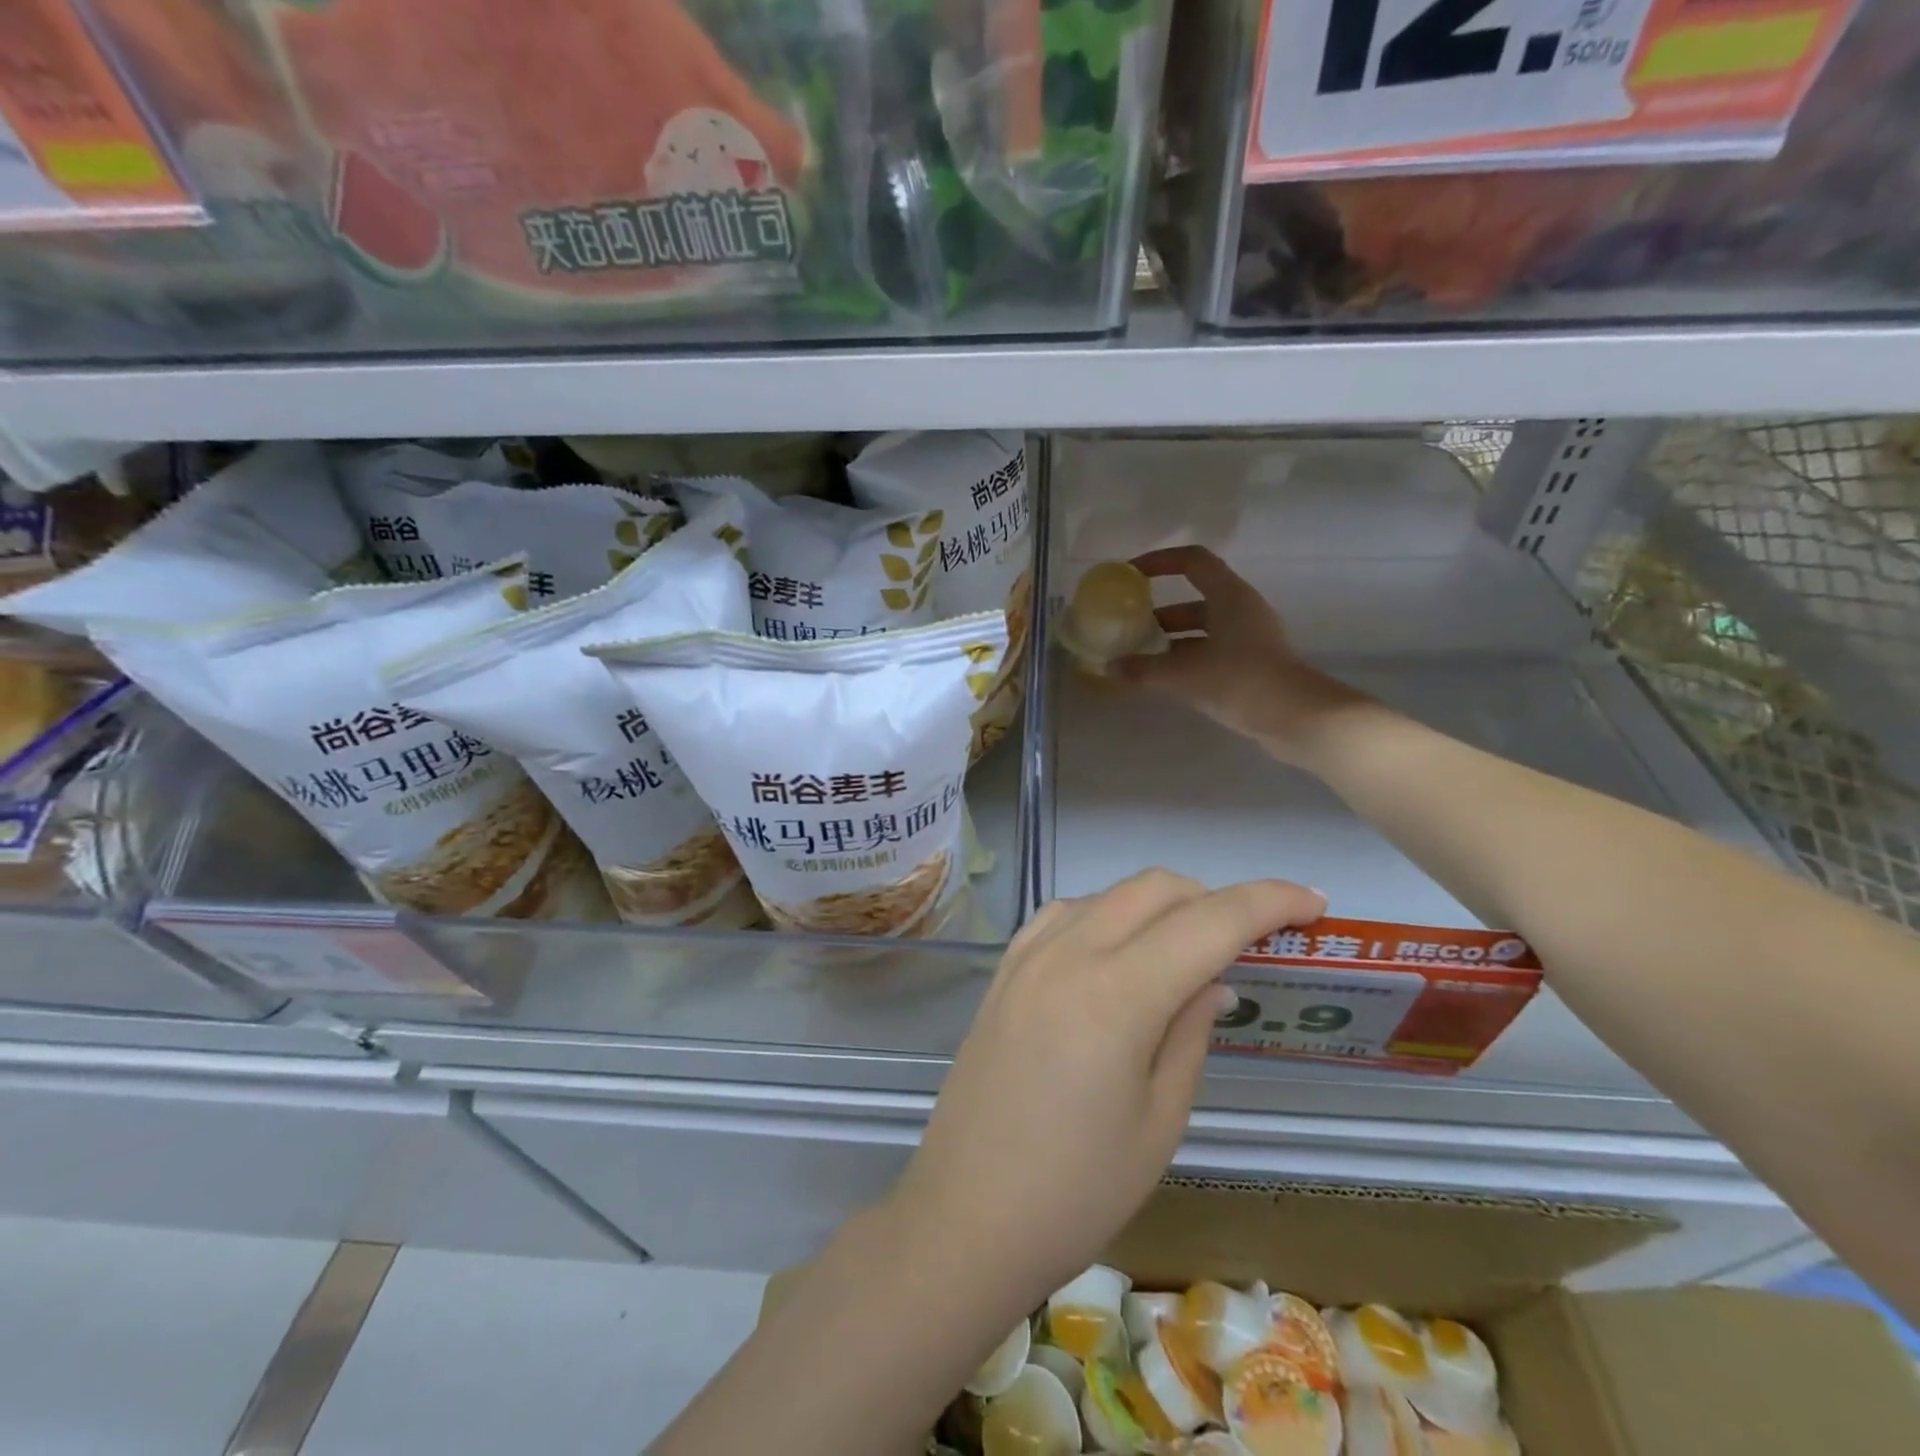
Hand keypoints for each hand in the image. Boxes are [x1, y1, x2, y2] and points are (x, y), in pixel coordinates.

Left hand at [887, 870, 1326, 1307]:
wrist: (965, 1215)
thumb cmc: (1077, 1191)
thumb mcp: (1160, 1120)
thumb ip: (1191, 1032)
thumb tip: (1215, 980)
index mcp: (1118, 992)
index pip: (1209, 920)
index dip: (1268, 901)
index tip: (1312, 901)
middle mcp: (1069, 952)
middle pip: (1156, 888)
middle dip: (1213, 899)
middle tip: (1248, 943)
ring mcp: (1028, 955)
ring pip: (1109, 894)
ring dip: (1159, 905)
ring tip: (1186, 954)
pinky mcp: (1003, 970)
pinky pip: (1064, 914)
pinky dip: (1106, 916)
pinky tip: (1118, 954)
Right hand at [1117, 545, 1363, 762]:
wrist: (1296, 718)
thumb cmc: (1240, 680)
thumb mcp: (1183, 674)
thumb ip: (1143, 669)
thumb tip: (1111, 667)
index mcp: (1229, 596)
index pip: (1192, 561)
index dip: (1159, 561)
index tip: (1130, 574)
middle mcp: (1240, 610)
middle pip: (1193, 600)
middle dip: (1157, 614)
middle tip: (1127, 630)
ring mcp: (1248, 639)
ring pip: (1201, 631)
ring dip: (1169, 641)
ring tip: (1138, 659)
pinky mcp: (1251, 666)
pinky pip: (1210, 653)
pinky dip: (1185, 660)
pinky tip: (1162, 680)